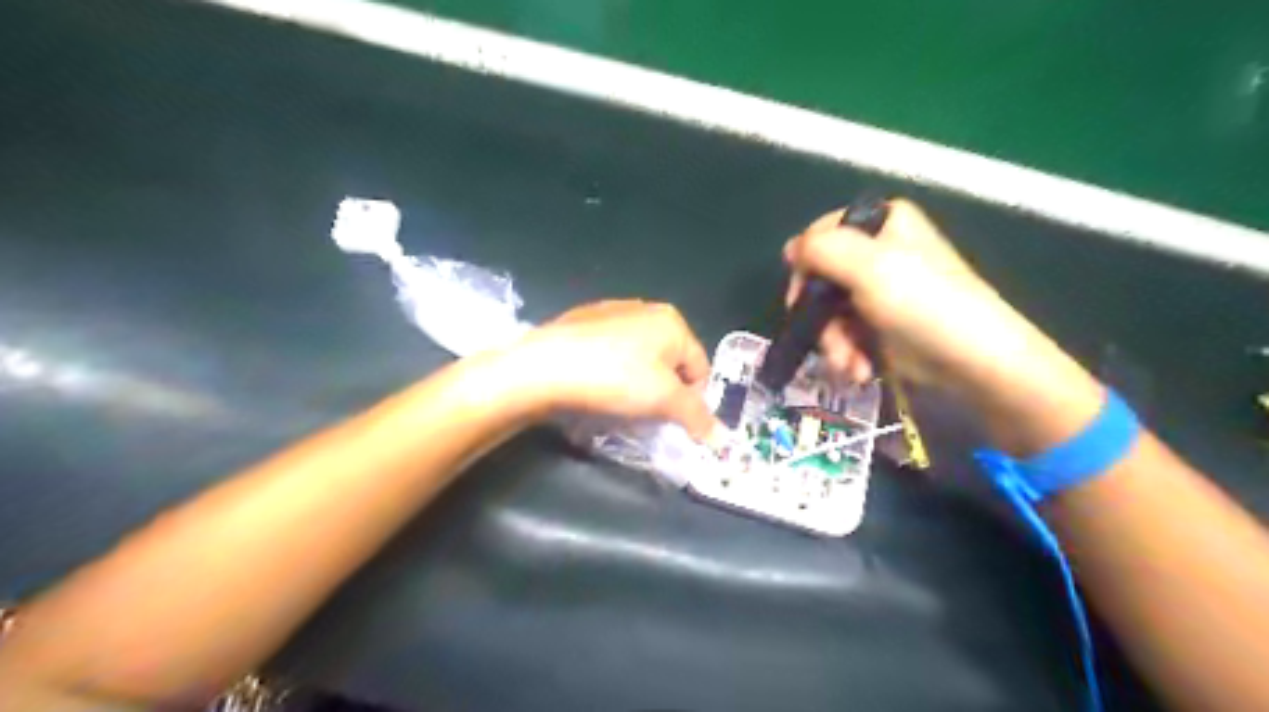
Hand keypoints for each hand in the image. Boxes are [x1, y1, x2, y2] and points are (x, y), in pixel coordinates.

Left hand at [508, 297, 722, 439]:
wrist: (546, 365)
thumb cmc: (615, 378)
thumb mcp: (664, 401)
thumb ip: (697, 417)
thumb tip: (724, 439)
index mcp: (672, 321)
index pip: (700, 368)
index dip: (692, 401)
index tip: (673, 423)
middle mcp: (646, 309)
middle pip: (670, 361)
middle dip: (663, 391)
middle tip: (646, 415)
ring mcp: (611, 312)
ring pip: (640, 357)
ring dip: (638, 383)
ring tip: (618, 403)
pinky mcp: (582, 322)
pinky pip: (611, 352)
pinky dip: (612, 371)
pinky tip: (596, 386)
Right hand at [786, 198, 1100, 447]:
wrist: (974, 362)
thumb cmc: (923, 305)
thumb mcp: (868, 267)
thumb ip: (821, 249)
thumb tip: (789, 250)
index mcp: (882, 225)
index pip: (819, 236)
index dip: (805, 267)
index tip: (801, 298)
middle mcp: (879, 252)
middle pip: (820, 280)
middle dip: (820, 318)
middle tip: (827, 341)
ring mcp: (880, 291)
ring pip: (829, 313)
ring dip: (833, 344)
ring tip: (849, 366)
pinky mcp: (882, 325)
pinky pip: (847, 334)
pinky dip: (848, 354)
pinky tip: (859, 372)